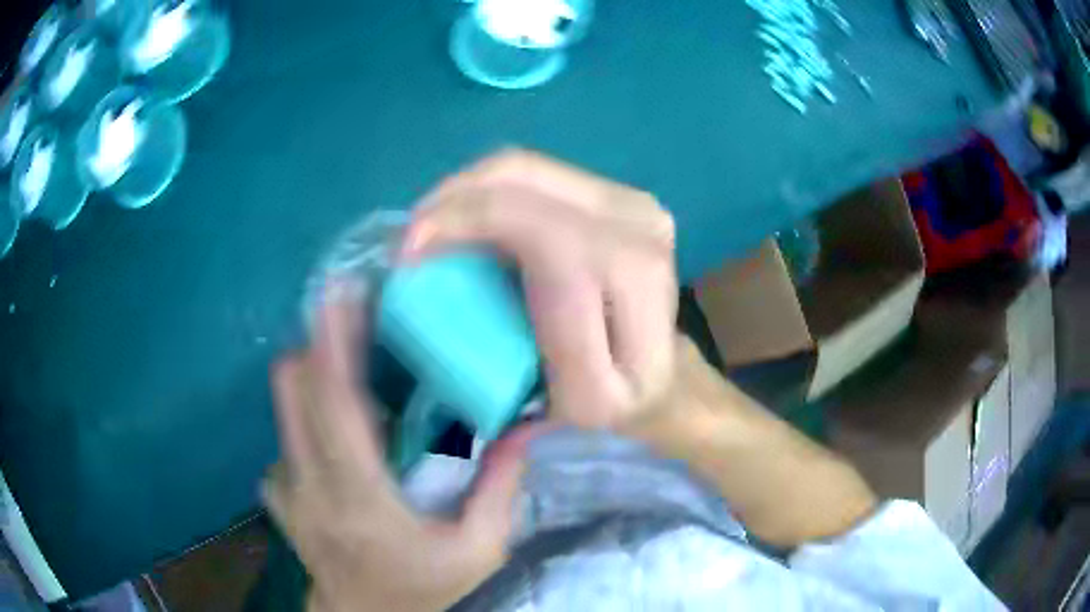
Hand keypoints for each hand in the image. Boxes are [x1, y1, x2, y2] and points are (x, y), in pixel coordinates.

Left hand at [265, 289, 538, 611]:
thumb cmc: (424, 591)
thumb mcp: (479, 550)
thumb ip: (502, 487)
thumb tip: (530, 425)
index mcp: (359, 498)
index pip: (332, 406)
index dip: (332, 343)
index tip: (342, 293)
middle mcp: (309, 486)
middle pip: (292, 391)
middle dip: (318, 346)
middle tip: (357, 324)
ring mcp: (286, 490)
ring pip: (284, 409)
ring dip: (313, 380)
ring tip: (353, 375)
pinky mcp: (279, 496)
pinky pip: (283, 437)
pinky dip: (304, 418)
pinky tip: (335, 433)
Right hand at [404, 150, 678, 428]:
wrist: (665, 373)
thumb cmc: (618, 400)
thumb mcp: (571, 414)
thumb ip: (524, 413)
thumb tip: (472, 429)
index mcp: (632, 281)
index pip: (537, 228)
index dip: (462, 224)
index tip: (405, 255)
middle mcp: (638, 225)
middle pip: (522, 179)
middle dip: (449, 199)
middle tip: (407, 236)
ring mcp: (632, 200)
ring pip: (524, 166)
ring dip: (464, 190)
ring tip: (429, 227)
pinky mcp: (620, 193)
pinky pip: (537, 172)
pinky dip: (490, 189)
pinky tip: (465, 217)